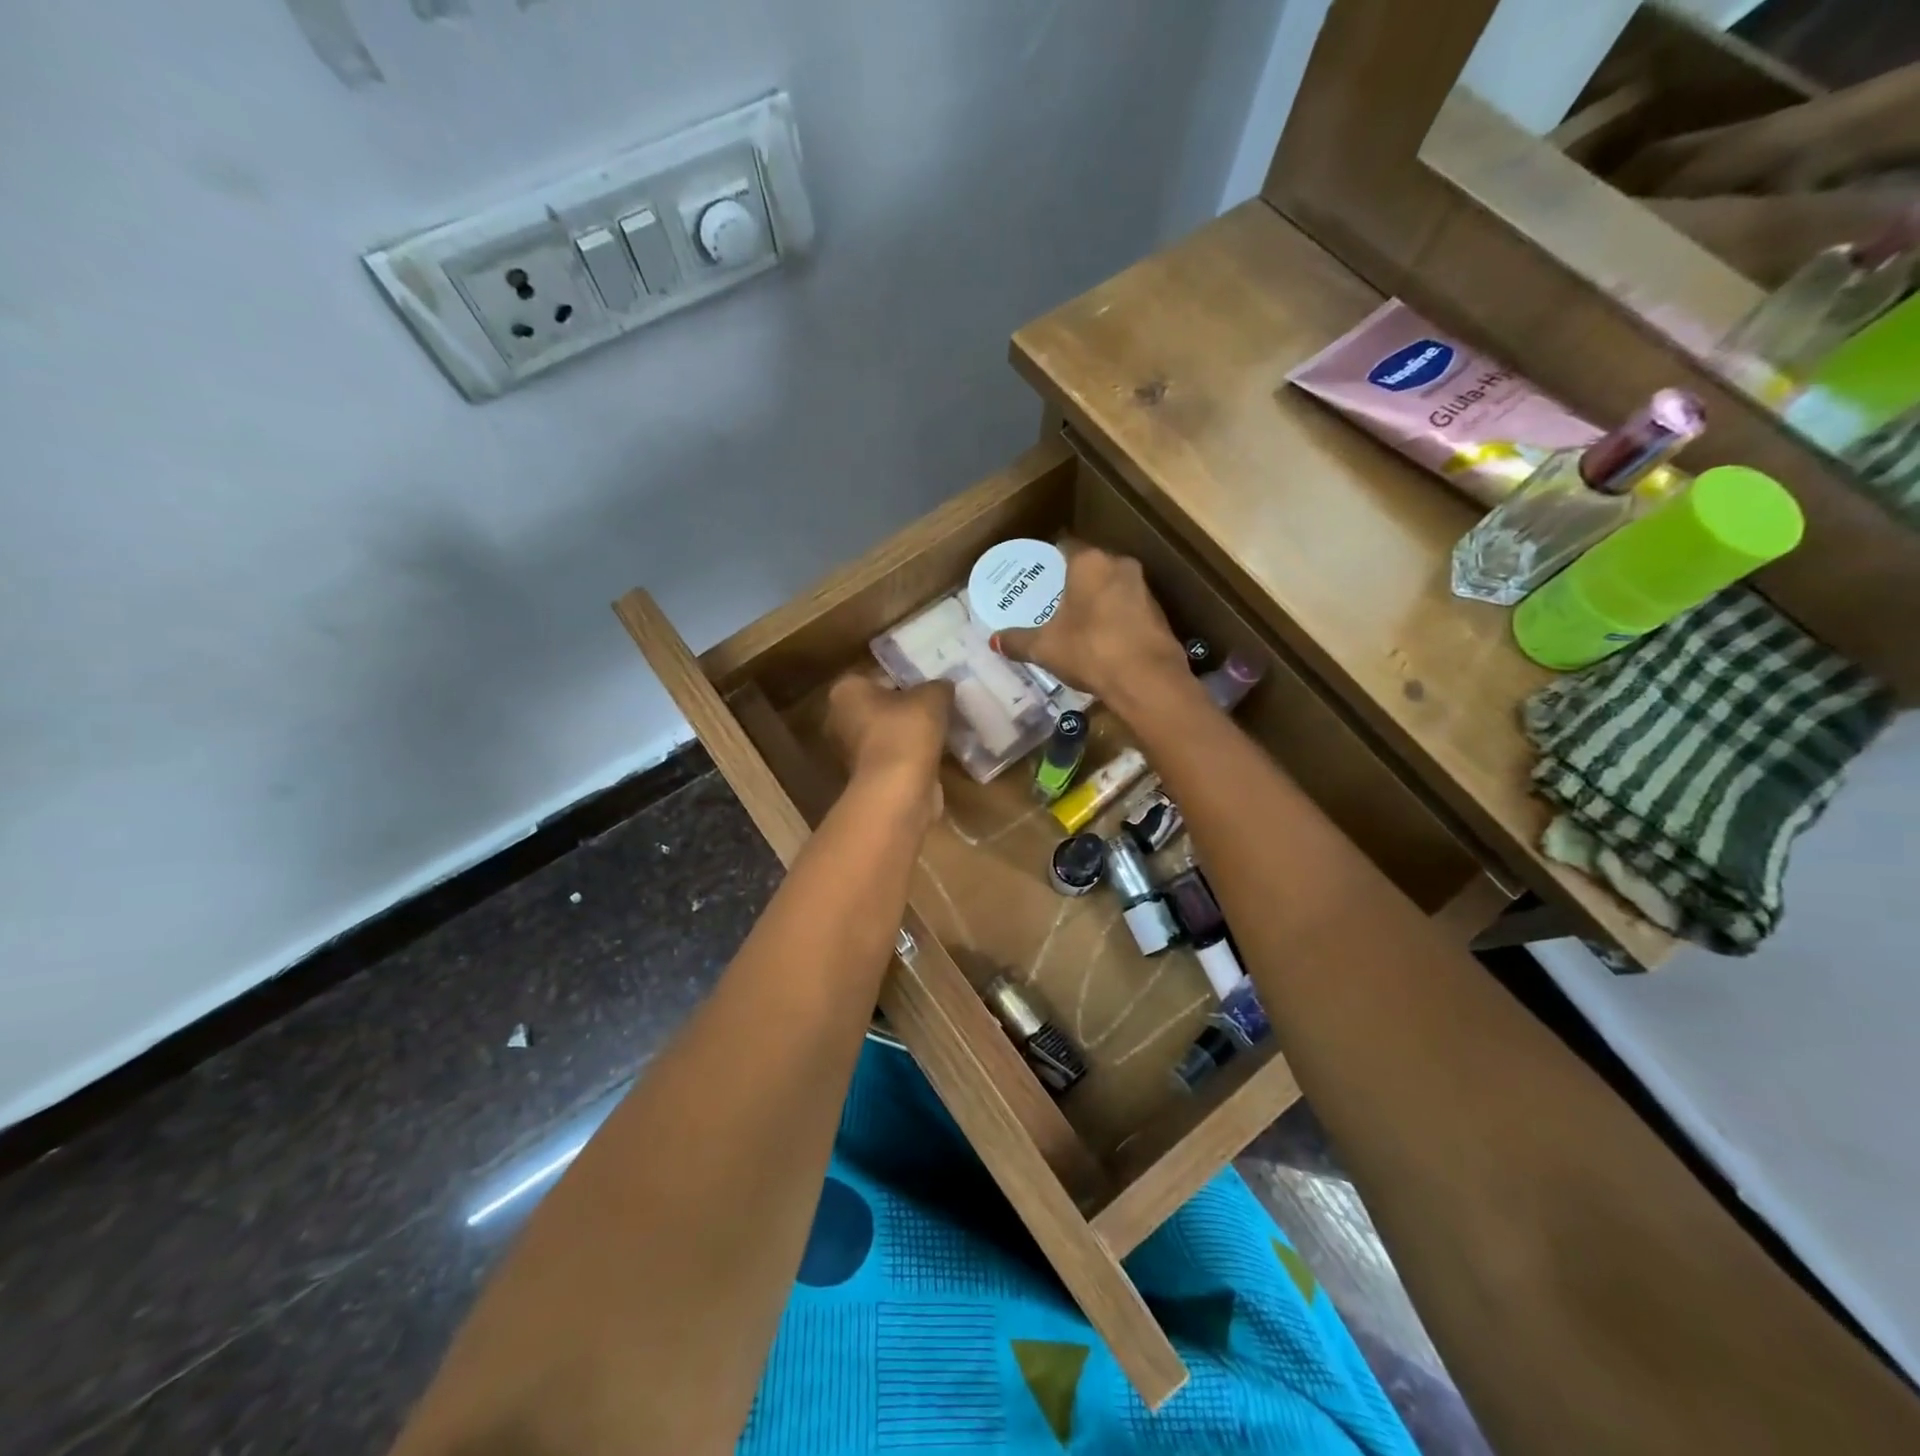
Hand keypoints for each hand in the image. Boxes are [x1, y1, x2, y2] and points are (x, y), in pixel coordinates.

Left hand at [823, 672, 952, 826]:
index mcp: (845, 691)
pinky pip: (893, 756)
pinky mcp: (867, 778)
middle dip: (906, 706)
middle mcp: (839, 719)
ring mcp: (850, 752)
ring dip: (910, 733)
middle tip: (938, 704)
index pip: (878, 675)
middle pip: (880, 705)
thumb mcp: (933, 696)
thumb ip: (938, 686)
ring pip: (887, 733)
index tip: (930, 681)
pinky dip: (911, 755)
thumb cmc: (906, 731)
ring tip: (943, 728)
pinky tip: (937, 752)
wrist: (898, 791)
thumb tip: (943, 687)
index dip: (906, 676)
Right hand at [993, 544, 1190, 716]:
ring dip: (1098, 600)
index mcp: (1090, 562)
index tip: (1038, 577)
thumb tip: (993, 640)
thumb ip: (1018, 640)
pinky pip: (1129, 608)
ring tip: (1077, 621)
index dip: (1050, 561)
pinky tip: (1103, 639)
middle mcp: (1120, 565)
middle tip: (1054, 601)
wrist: (1147, 679)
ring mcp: (1144, 588)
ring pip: (1113, 587)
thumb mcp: (1044, 648)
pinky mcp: (1160, 613)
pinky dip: (1115, 618)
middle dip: (1074, 582)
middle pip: (1092, 567)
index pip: (1065, 547)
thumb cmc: (1089, 650)